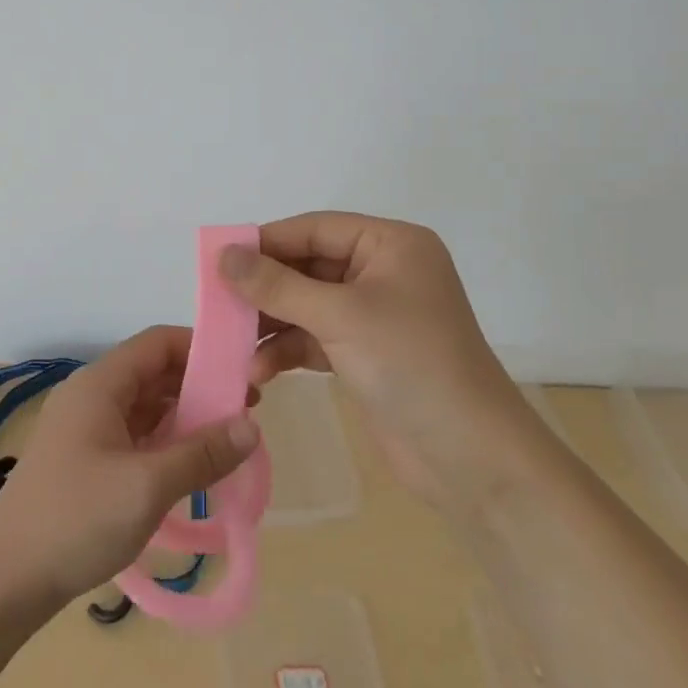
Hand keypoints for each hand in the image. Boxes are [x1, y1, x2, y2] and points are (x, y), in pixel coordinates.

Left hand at [0, 325, 259, 614]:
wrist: (4, 578)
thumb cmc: (76, 518)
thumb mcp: (147, 485)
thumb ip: (202, 453)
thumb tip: (252, 426)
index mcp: (101, 383)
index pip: (159, 343)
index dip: (202, 349)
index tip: (244, 373)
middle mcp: (92, 395)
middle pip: (154, 373)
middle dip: (200, 387)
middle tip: (246, 415)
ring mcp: (86, 429)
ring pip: (146, 407)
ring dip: (185, 418)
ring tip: (227, 443)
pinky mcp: (85, 460)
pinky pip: (134, 436)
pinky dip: (165, 443)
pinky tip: (191, 468)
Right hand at [220, 212, 550, 510]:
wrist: (470, 459)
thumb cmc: (411, 364)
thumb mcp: (340, 316)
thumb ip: (277, 284)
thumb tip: (223, 255)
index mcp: (391, 245)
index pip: (315, 229)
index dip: (266, 241)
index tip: (218, 259)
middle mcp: (383, 272)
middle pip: (307, 266)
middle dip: (264, 288)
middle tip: (217, 303)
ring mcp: (374, 315)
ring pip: (306, 304)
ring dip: (271, 323)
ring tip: (231, 342)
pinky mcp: (365, 353)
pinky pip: (314, 337)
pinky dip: (287, 350)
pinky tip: (259, 369)